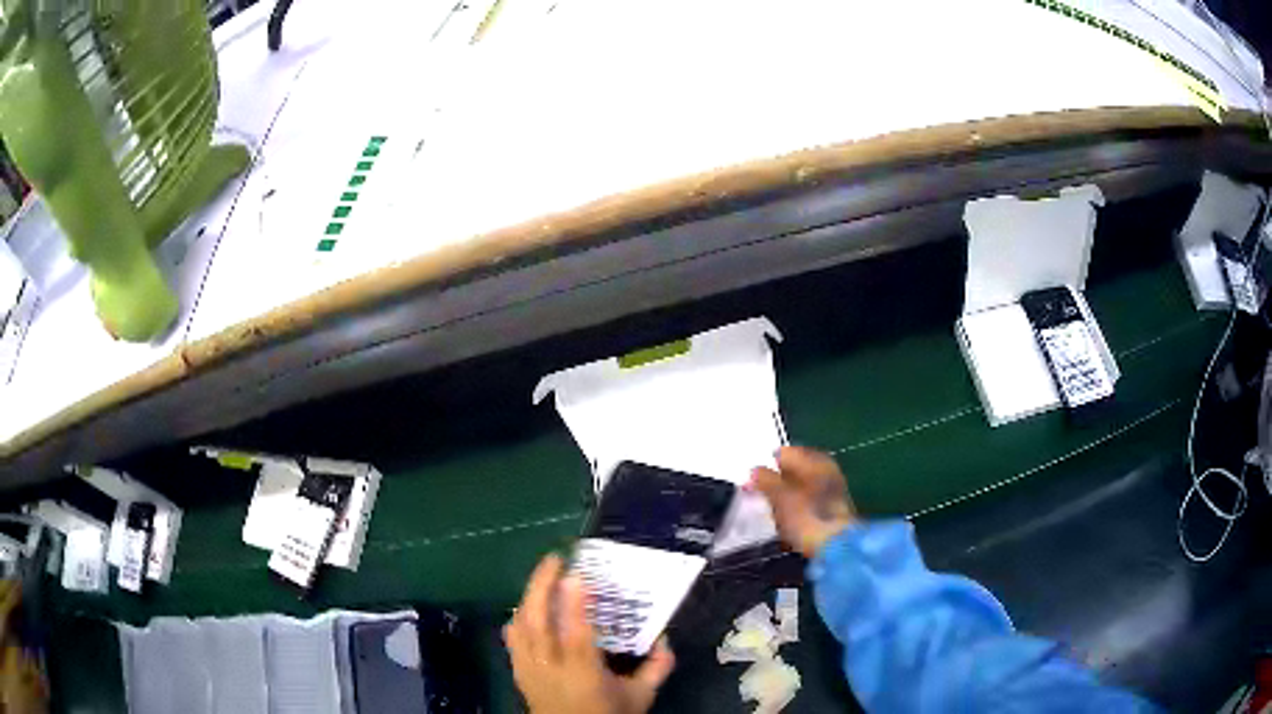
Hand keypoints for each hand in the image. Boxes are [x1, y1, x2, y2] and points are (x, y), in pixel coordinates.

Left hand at [505, 555, 675, 713]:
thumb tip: (665, 638)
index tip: (577, 575)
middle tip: (554, 560)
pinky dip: (518, 618)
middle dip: (542, 587)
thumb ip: (657, 668)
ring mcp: (530, 671)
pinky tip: (526, 607)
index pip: (576, 638)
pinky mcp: (519, 673)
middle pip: (538, 624)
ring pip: (521, 627)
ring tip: (543, 576)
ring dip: (529, 597)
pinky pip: (512, 640)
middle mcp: (551, 670)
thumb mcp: (640, 697)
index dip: (575, 606)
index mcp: (584, 677)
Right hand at [751, 446, 856, 557]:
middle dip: (776, 482)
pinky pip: (807, 504)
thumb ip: (765, 480)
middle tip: (759, 495)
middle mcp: (827, 471)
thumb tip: (754, 471)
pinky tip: (787, 523)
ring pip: (800, 488)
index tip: (752, 480)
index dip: (767, 464)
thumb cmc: (807, 517)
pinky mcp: (832, 511)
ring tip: (771, 512)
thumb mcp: (780, 497)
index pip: (785, 453)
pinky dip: (795, 510)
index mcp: (816, 461)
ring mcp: (832, 492)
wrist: (837, 548)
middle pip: (794, 471)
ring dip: (784, 498)